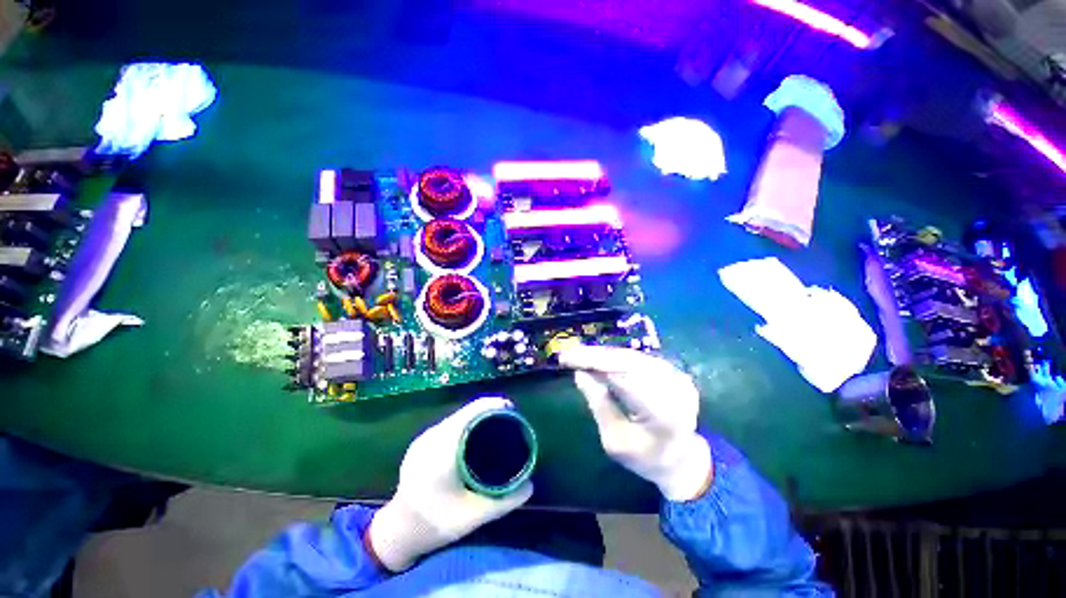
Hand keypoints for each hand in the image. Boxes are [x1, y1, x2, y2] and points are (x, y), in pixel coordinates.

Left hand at [368, 396, 532, 570]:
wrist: (397, 532)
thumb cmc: (435, 525)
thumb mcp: (473, 518)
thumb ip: (504, 501)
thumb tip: (530, 484)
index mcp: (442, 451)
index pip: (471, 414)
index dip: (493, 405)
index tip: (512, 409)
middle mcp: (432, 438)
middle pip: (466, 412)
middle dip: (490, 410)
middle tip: (509, 420)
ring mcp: (425, 438)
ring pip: (458, 416)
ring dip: (478, 415)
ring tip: (497, 425)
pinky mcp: (422, 441)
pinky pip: (451, 423)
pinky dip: (467, 422)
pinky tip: (476, 434)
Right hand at [559, 346, 711, 501]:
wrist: (682, 461)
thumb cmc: (645, 458)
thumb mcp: (615, 440)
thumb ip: (599, 405)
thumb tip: (580, 373)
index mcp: (662, 413)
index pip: (620, 376)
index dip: (591, 363)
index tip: (566, 359)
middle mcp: (674, 389)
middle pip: (626, 362)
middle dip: (595, 356)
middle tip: (569, 353)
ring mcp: (677, 377)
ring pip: (632, 357)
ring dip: (603, 354)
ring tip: (579, 354)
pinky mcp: (674, 372)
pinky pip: (639, 359)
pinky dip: (616, 357)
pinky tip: (599, 357)